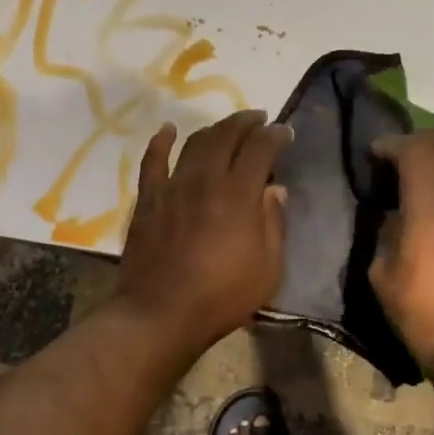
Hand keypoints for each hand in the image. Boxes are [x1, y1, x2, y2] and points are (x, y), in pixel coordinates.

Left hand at [114, 110, 292, 355]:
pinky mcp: (148, 199)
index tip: (285, 132)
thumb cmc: (222, 296)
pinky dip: (161, 141)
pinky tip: (168, 130)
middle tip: (259, 120)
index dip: (275, 135)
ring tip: (227, 127)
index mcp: (239, 194)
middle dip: (246, 122)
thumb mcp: (268, 269)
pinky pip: (152, 161)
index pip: (261, 149)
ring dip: (214, 128)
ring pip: (194, 143)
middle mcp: (206, 179)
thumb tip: (275, 190)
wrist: (161, 314)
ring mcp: (173, 186)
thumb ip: (274, 224)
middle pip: (226, 136)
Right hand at [370, 131, 433, 374]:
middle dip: (428, 141)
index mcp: (429, 204)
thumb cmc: (420, 310)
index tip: (376, 153)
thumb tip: (396, 218)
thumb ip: (387, 235)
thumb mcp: (382, 273)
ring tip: (432, 188)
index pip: (414, 151)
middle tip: (407, 157)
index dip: (392, 144)